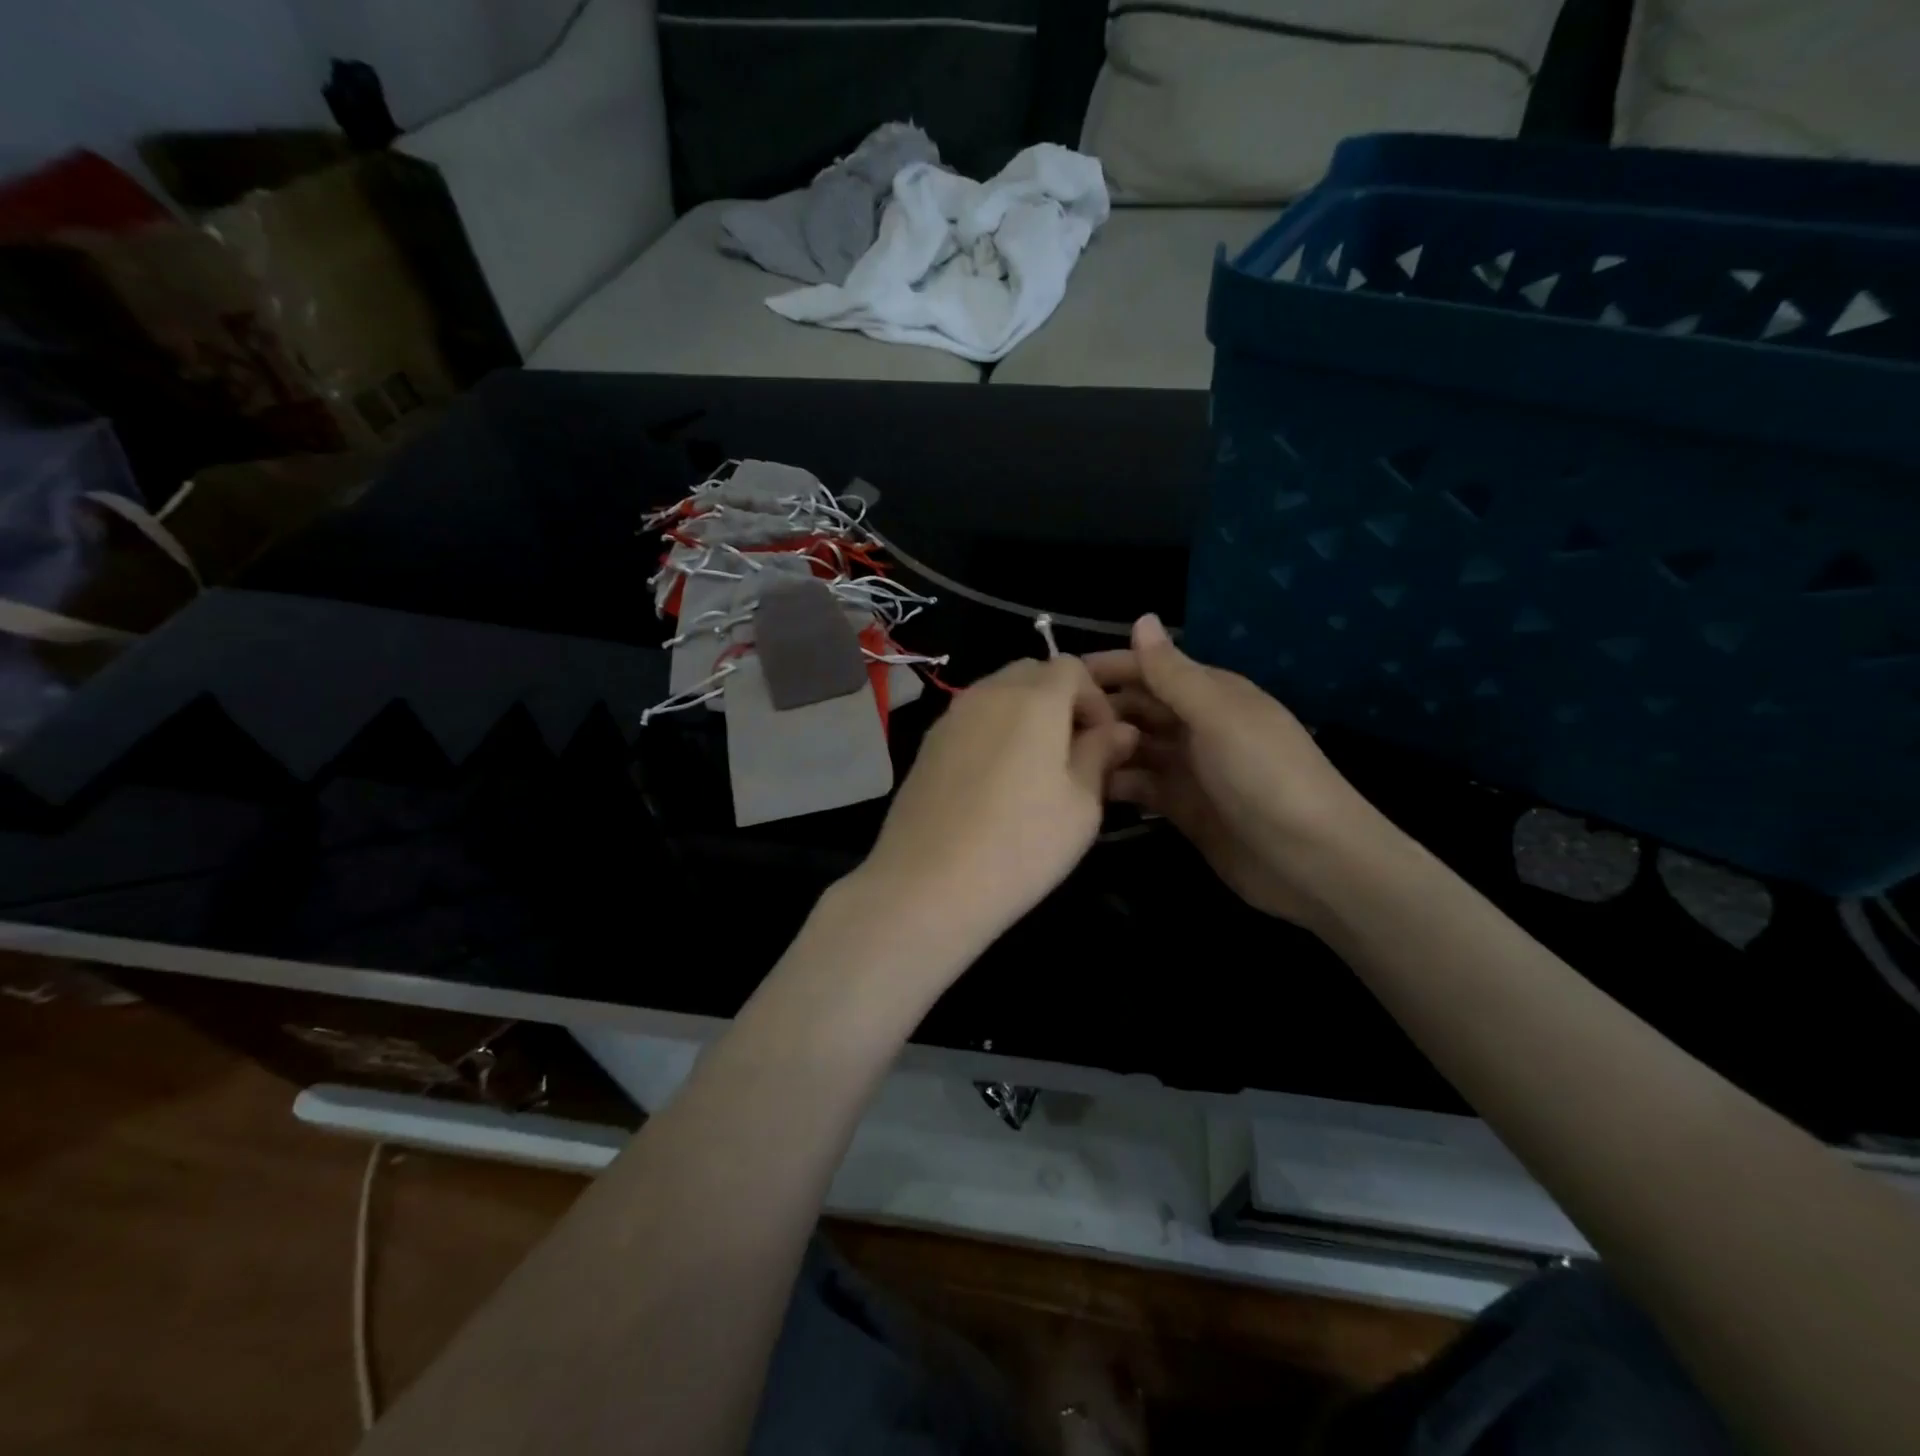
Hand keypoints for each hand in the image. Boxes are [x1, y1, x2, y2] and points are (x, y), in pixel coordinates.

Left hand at [856, 656, 1138, 957]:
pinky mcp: (928, 743)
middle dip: (1060, 700)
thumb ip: (1100, 755)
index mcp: (1034, 698)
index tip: (1102, 742)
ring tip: (1035, 768)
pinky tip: (995, 781)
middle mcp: (988, 693)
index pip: (1072, 666)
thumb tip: (1120, 730)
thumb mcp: (1081, 805)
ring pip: (998, 692)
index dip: (1095, 698)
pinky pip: (972, 718)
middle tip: (1072, 752)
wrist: (928, 883)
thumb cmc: (1021, 845)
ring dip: (1025, 714)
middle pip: (1032, 672)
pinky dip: (993, 730)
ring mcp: (952, 716)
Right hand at [1086, 616, 1384, 925]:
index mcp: (1210, 693)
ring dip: (1102, 747)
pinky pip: (1138, 786)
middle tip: (1045, 724)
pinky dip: (1114, 784)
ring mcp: (1187, 768)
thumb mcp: (1218, 716)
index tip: (1056, 678)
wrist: (1310, 860)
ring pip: (1132, 747)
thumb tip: (1141, 618)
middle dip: (1098, 710)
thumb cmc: (1265, 775)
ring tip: (1057, 757)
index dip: (1107, 669)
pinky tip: (1082, 788)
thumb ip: (1173, 673)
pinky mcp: (1180, 807)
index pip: (1149, 669)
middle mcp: (1195, 725)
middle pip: (1136, 707)